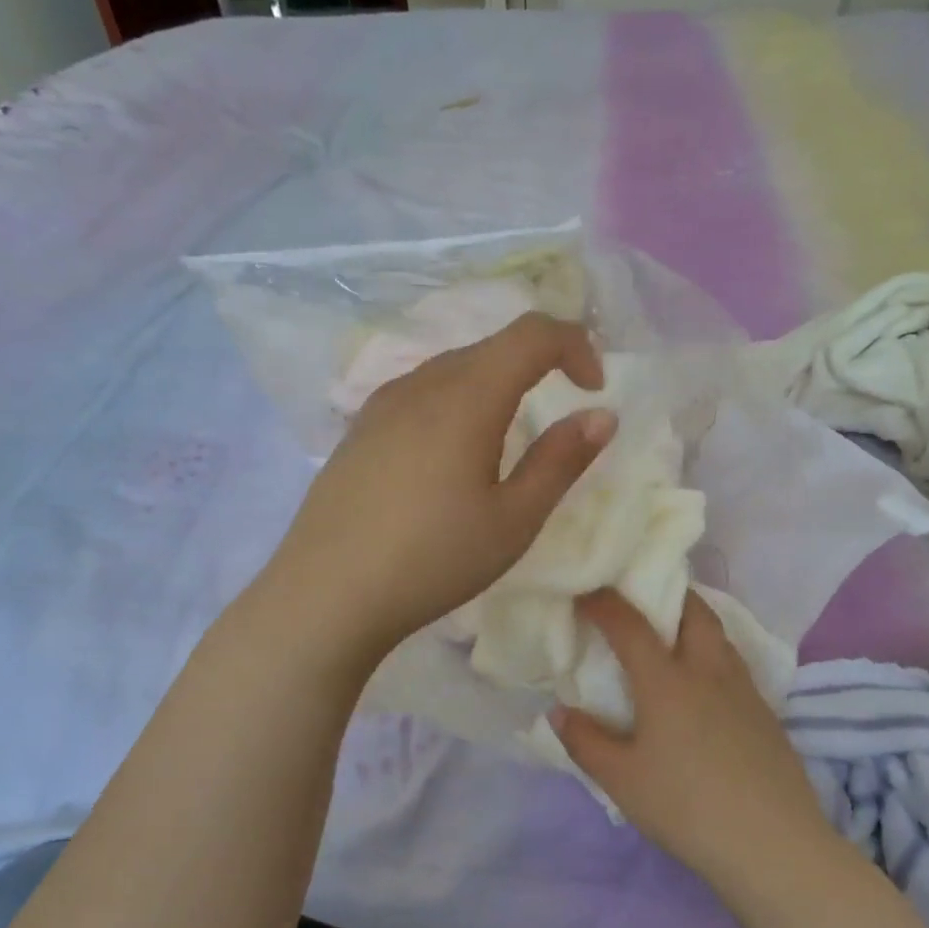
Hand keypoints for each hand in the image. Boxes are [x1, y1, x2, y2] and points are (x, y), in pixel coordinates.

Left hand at [275, 312, 613, 658]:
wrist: (326, 593)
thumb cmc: (432, 560)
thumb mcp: (513, 520)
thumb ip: (561, 461)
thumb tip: (601, 416)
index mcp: (466, 396)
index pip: (532, 333)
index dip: (575, 346)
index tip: (593, 390)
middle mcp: (421, 383)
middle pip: (491, 347)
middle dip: (537, 366)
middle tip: (557, 418)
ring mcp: (381, 404)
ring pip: (452, 369)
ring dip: (493, 386)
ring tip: (503, 442)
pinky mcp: (359, 429)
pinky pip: (419, 394)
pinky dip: (454, 404)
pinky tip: (448, 456)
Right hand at [551, 590, 833, 896]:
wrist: (772, 845)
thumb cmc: (687, 807)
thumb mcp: (622, 781)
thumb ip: (585, 741)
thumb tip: (559, 711)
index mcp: (667, 681)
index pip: (631, 626)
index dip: (604, 604)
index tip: (585, 593)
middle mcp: (708, 672)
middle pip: (693, 611)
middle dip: (667, 594)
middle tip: (643, 598)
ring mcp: (744, 690)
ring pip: (719, 635)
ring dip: (693, 621)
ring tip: (672, 635)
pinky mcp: (766, 714)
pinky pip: (734, 663)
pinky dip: (712, 654)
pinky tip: (705, 685)